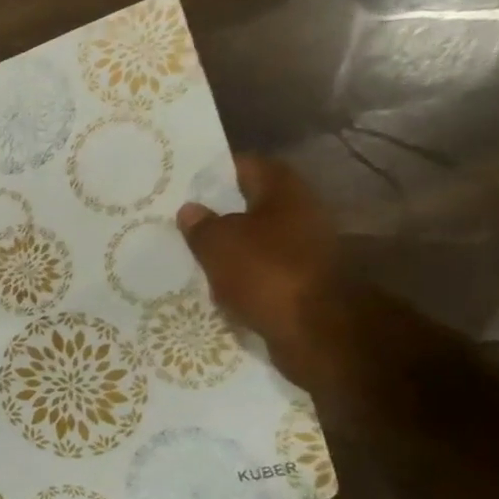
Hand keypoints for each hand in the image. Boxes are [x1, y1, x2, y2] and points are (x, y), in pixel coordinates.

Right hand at [177, 156, 340, 390]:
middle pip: (252, 206)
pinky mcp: (301, 285)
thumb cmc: (267, 272)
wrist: (318, 332)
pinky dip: (239, 278)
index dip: (216, 170)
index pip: (248, 166)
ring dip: (228, 249)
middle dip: (218, 212)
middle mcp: (300, 216)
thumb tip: (190, 210)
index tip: (185, 181)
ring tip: (190, 255)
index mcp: (285, 193)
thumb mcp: (218, 243)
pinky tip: (212, 286)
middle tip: (180, 220)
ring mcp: (304, 252)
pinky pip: (261, 274)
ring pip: (255, 242)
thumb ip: (200, 225)